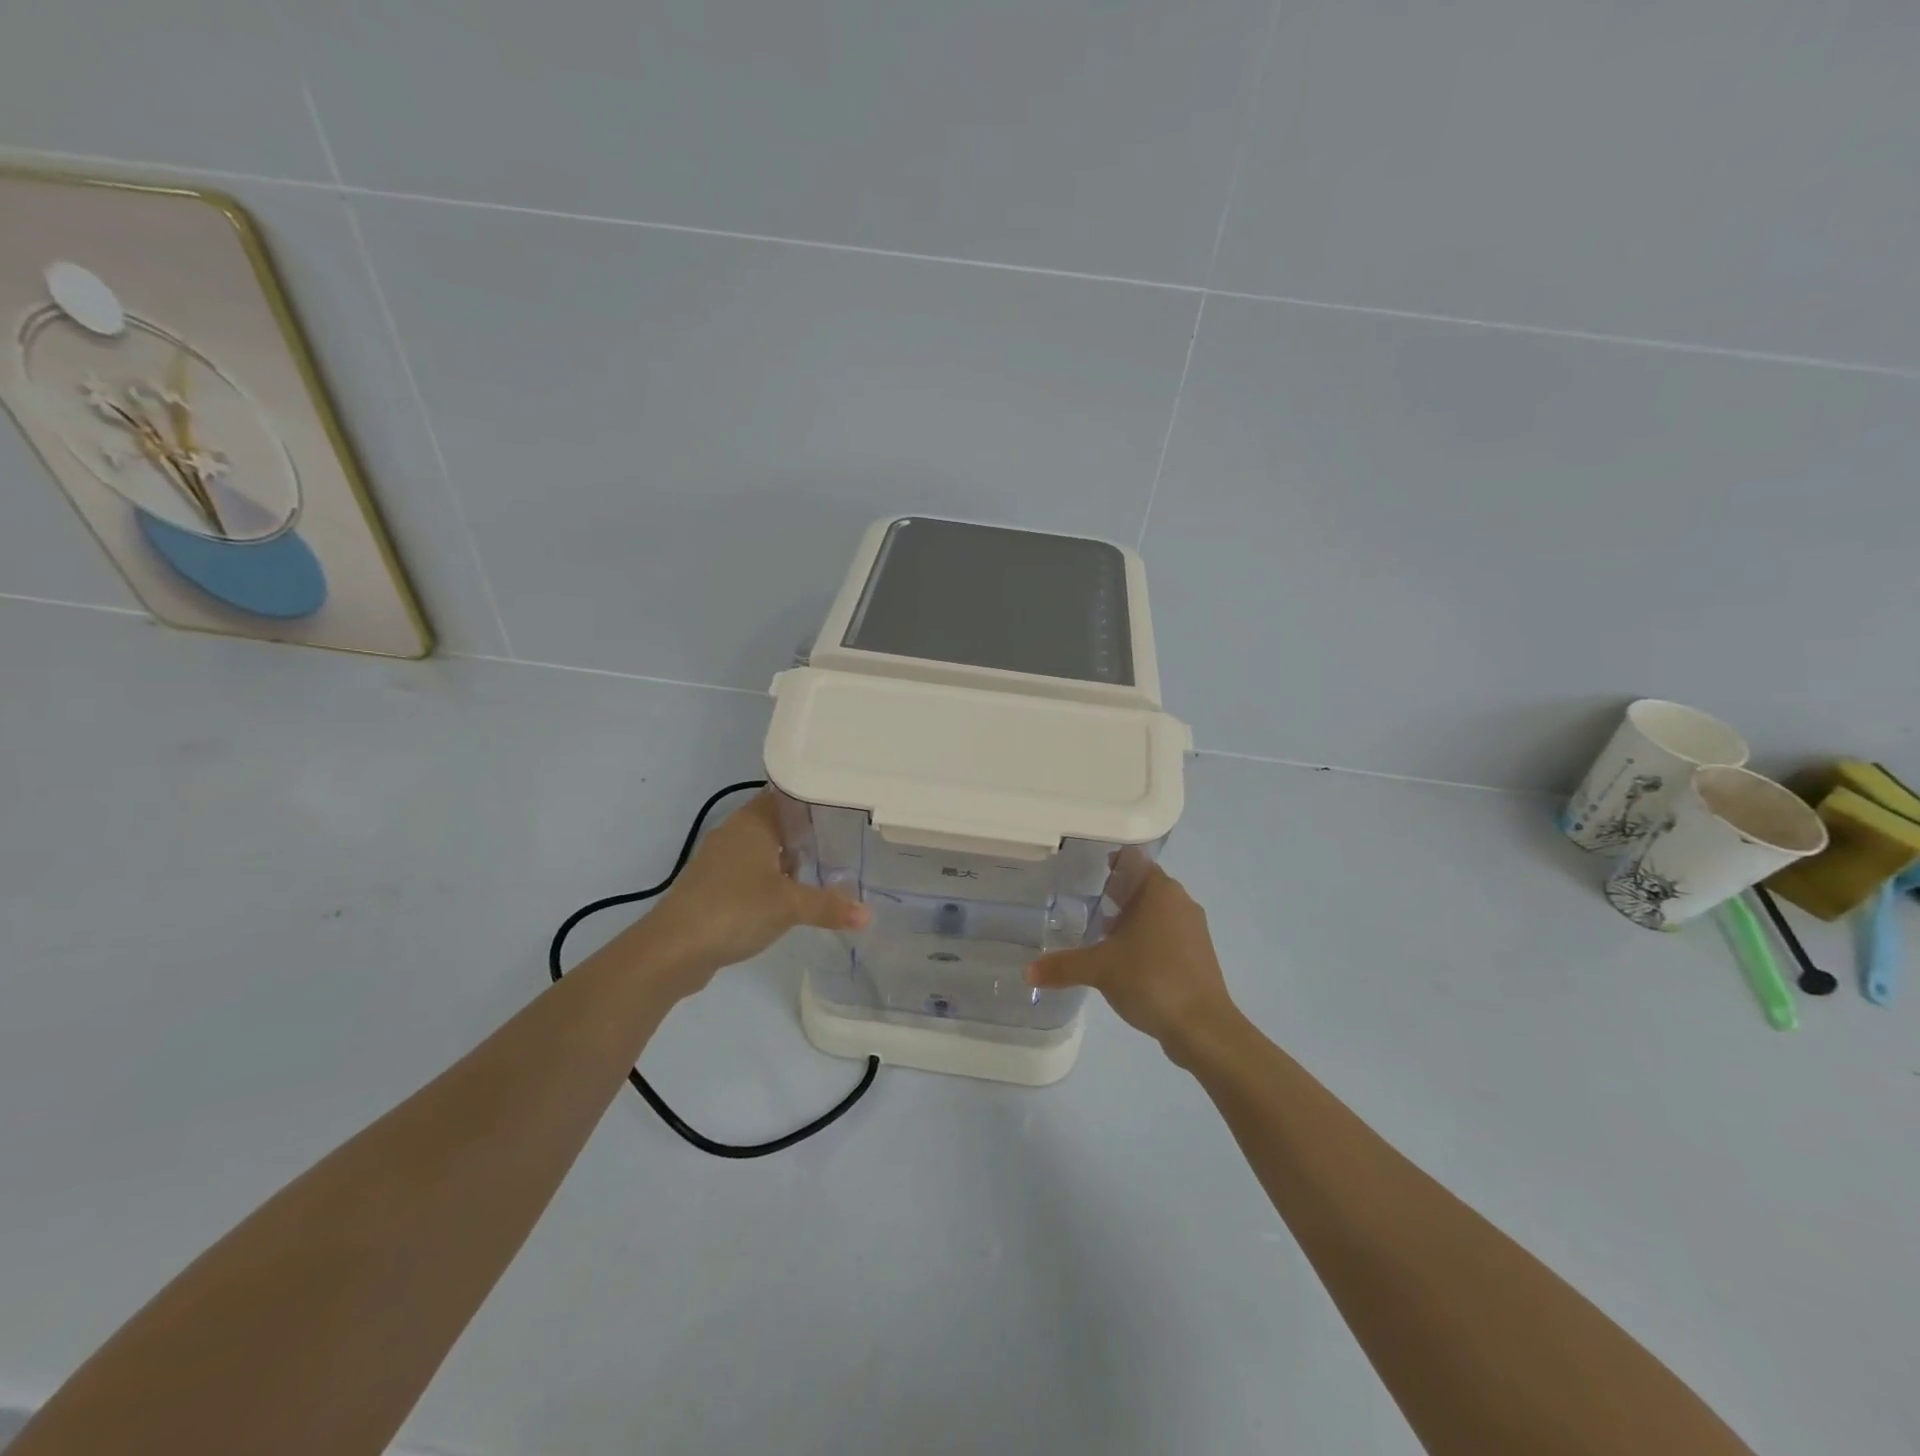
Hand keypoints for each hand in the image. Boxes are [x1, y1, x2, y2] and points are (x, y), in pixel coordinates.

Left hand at [630, 793, 868, 994]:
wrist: (673, 949)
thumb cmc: (734, 909)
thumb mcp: (789, 906)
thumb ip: (829, 906)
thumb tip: (869, 914)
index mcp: (752, 822)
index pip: (788, 794)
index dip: (816, 798)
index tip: (846, 804)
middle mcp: (735, 833)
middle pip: (779, 822)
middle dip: (809, 831)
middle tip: (847, 838)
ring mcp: (721, 860)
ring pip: (765, 848)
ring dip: (790, 858)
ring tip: (828, 866)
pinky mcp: (714, 886)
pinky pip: (752, 871)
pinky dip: (773, 878)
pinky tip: (794, 895)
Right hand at [1026, 861, 1238, 1061]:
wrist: (1203, 1028)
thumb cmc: (1152, 980)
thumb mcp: (1100, 969)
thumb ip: (1063, 965)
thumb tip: (1027, 971)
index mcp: (1160, 890)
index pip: (1132, 859)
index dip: (1107, 862)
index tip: (1082, 871)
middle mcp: (1180, 901)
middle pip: (1142, 885)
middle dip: (1113, 894)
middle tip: (1081, 904)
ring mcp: (1193, 928)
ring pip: (1155, 911)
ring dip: (1129, 919)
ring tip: (1098, 934)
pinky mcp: (1197, 954)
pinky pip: (1165, 934)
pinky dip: (1144, 939)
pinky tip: (1124, 960)